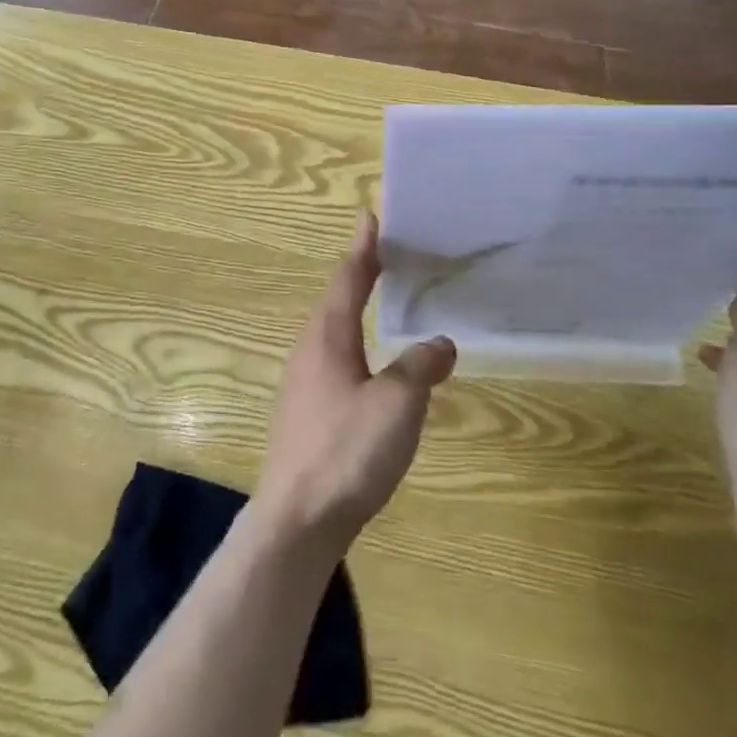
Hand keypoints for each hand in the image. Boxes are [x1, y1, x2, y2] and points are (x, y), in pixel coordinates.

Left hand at [256, 213, 456, 548]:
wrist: (296, 519)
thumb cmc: (346, 451)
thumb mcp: (397, 405)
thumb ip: (419, 368)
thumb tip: (440, 342)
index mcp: (328, 337)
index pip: (348, 278)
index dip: (364, 248)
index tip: (370, 217)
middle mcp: (310, 350)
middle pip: (337, 300)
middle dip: (361, 274)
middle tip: (386, 255)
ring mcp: (303, 382)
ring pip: (334, 332)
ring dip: (356, 309)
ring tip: (381, 301)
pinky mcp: (306, 411)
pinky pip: (335, 360)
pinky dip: (356, 344)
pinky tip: (372, 367)